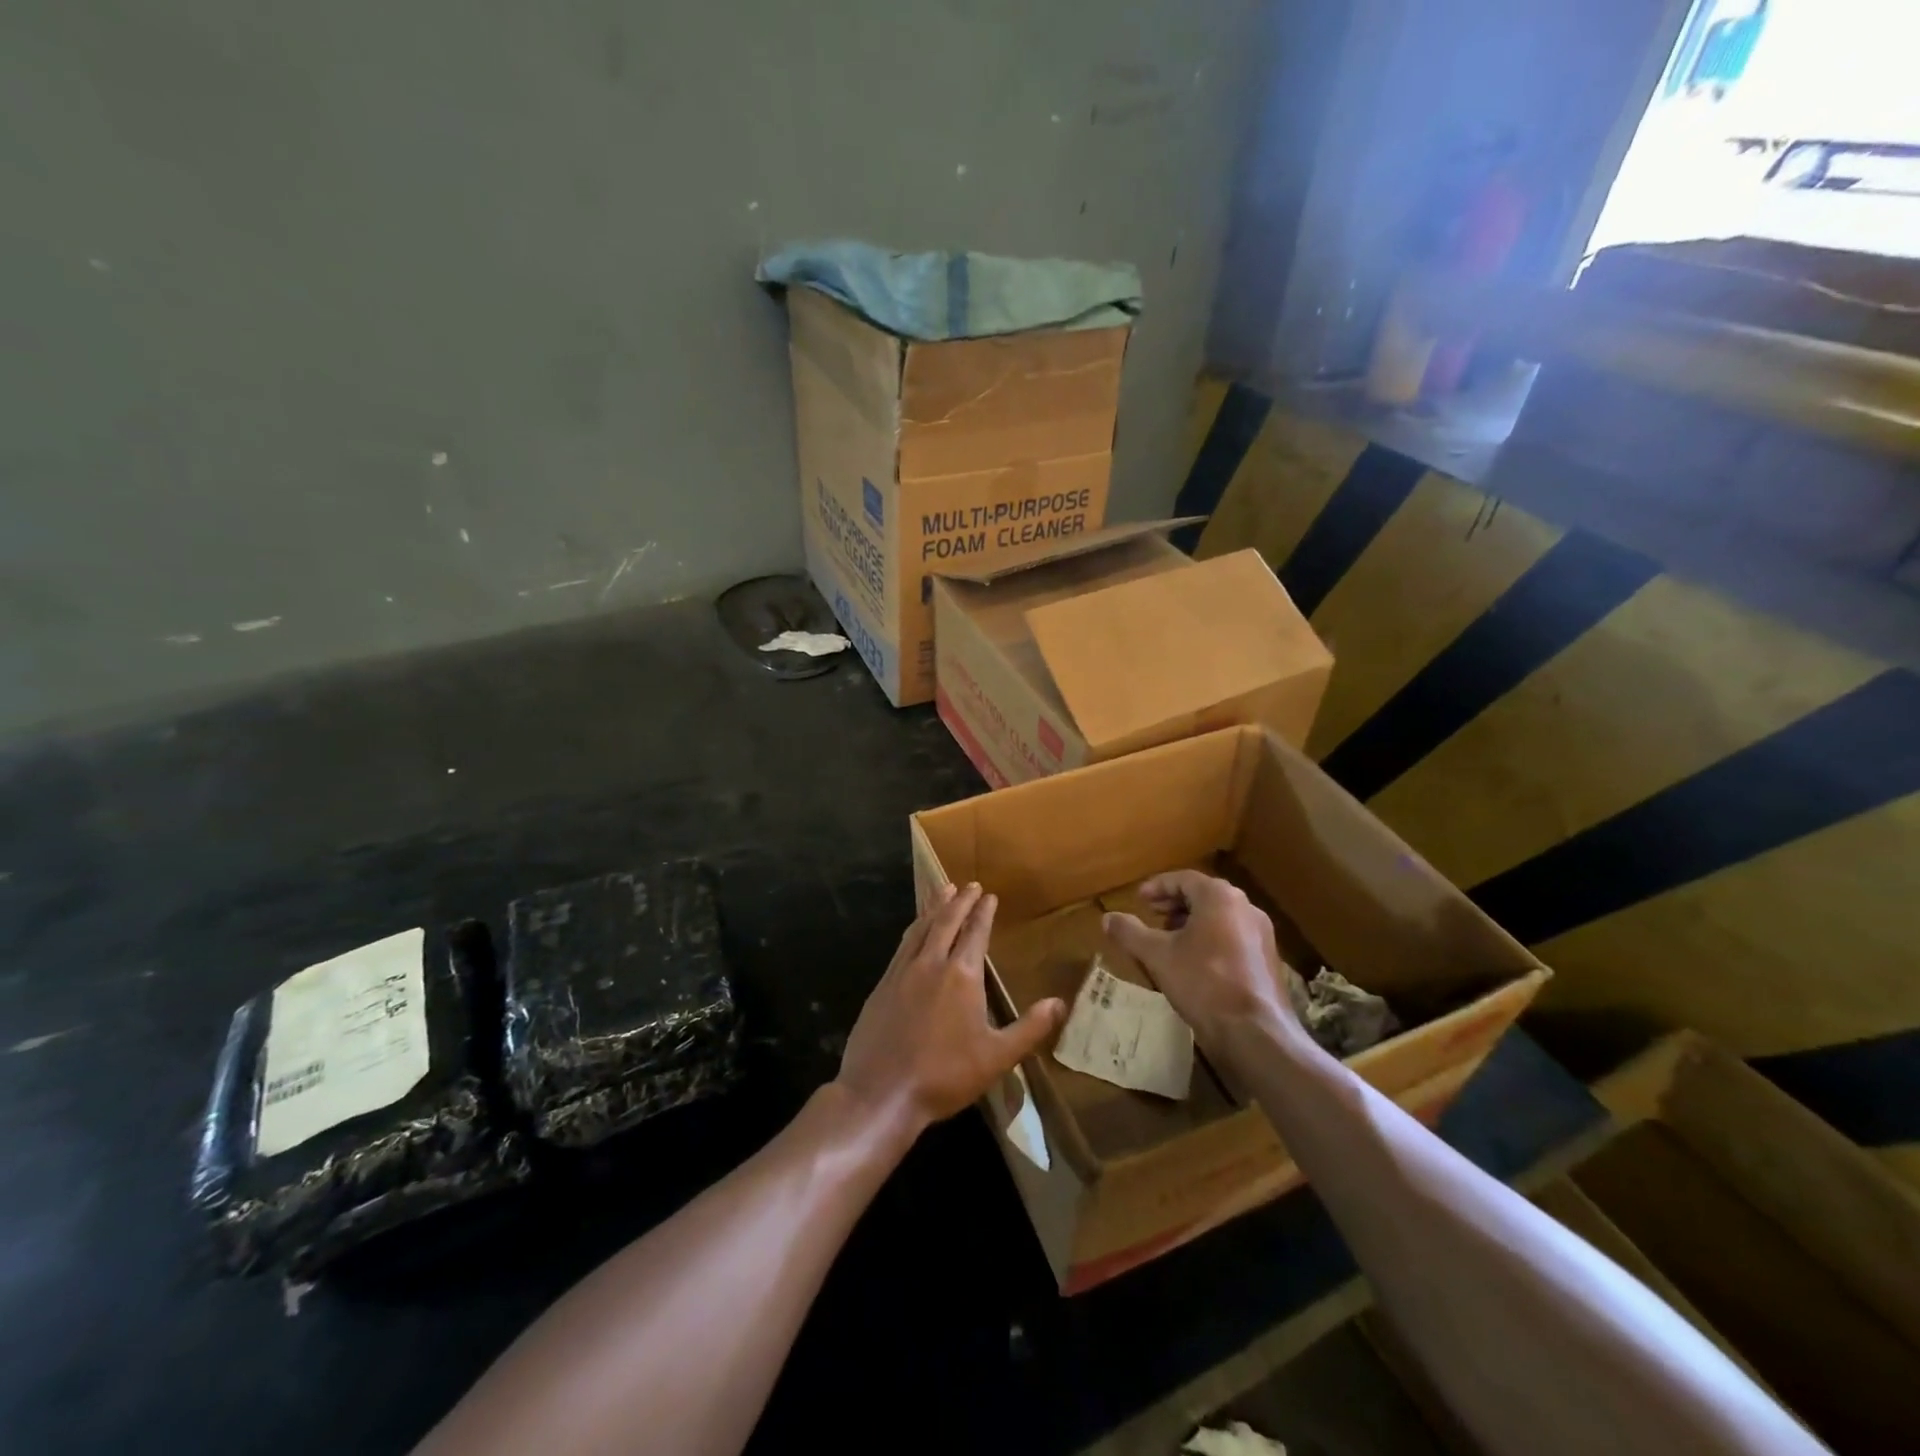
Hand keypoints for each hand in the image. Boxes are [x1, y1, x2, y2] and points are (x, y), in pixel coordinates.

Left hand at [836, 883, 1066, 1139]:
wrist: (880, 1092)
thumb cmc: (944, 1075)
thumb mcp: (996, 1057)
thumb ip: (1029, 1028)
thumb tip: (1060, 1003)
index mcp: (962, 976)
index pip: (976, 933)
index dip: (984, 913)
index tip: (990, 895)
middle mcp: (931, 964)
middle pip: (947, 922)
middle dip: (960, 901)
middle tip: (969, 884)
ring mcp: (902, 972)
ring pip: (921, 928)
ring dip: (934, 907)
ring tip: (942, 890)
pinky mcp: (882, 984)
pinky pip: (902, 945)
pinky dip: (913, 928)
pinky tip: (914, 928)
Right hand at [1102, 871, 1301, 1053]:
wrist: (1255, 1032)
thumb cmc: (1203, 982)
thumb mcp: (1158, 956)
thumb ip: (1130, 932)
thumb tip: (1107, 918)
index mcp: (1219, 897)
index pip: (1183, 879)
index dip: (1158, 887)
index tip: (1139, 899)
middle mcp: (1245, 907)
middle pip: (1204, 895)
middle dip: (1175, 903)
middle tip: (1152, 914)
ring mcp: (1261, 933)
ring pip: (1219, 916)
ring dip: (1192, 921)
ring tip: (1169, 938)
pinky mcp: (1268, 958)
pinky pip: (1233, 935)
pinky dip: (1210, 937)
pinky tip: (1195, 960)